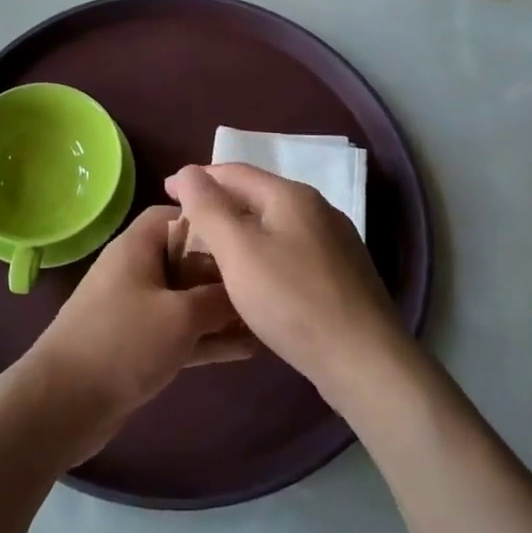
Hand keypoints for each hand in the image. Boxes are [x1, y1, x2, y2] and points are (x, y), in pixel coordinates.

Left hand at [18, 205, 254, 464]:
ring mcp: (137, 308)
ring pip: (188, 299)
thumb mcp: (180, 315)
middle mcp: (137, 269)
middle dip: (225, 271)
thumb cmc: (123, 342)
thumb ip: (218, 298)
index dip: (211, 220)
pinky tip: (249, 350)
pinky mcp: (139, 344)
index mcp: (138, 245)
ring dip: (222, 310)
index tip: (248, 235)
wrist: (64, 403)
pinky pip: (181, 331)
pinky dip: (208, 337)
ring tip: (268, 319)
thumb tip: (247, 288)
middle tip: (267, 282)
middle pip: (187, 258)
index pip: (177, 214)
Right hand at [165, 163, 407, 406]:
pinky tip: (254, 278)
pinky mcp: (342, 274)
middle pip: (256, 196)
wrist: (365, 361)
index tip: (166, 192)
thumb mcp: (238, 251)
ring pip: (274, 225)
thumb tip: (188, 171)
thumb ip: (209, 208)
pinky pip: (291, 250)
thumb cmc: (292, 300)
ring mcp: (335, 242)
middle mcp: (317, 209)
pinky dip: (263, 253)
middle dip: (219, 204)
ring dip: (241, 231)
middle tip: (184, 225)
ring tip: (211, 251)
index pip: (234, 172)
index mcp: (291, 195)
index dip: (197, 178)